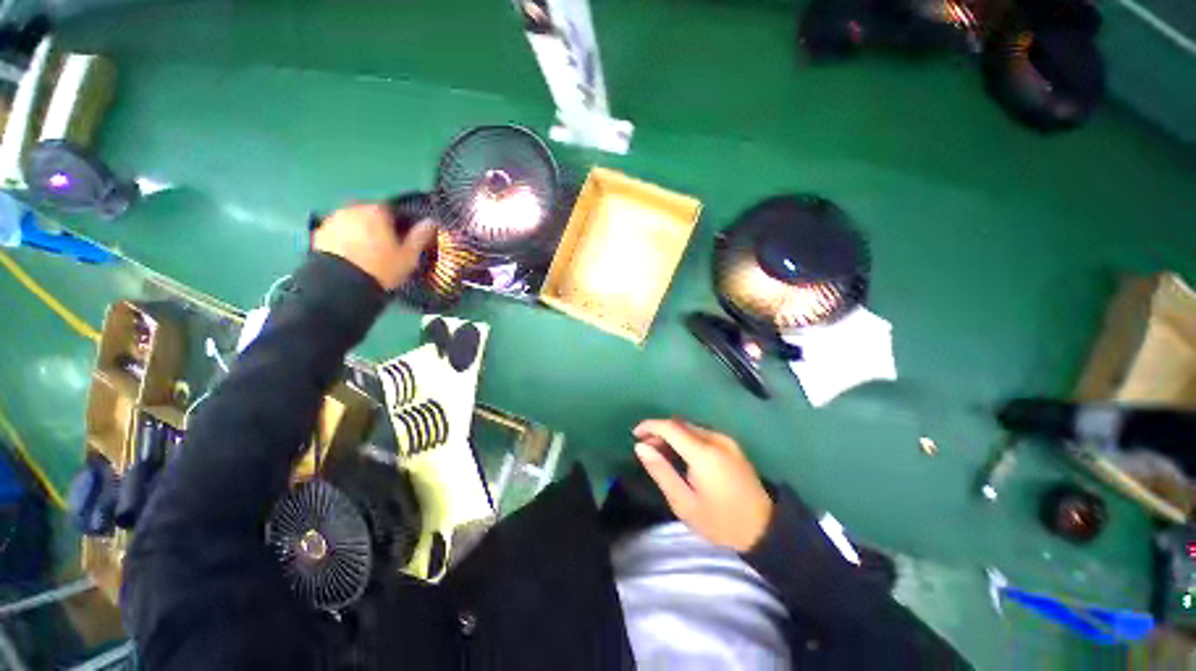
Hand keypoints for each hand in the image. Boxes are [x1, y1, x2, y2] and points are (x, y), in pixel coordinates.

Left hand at [311, 202, 436, 289]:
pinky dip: (344, 240)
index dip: (400, 224)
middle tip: (385, 247)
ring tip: (367, 253)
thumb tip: (431, 222)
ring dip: (360, 232)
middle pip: (370, 214)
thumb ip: (420, 236)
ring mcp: (333, 220)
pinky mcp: (318, 233)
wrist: (340, 284)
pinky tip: (351, 256)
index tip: (403, 239)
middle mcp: (353, 209)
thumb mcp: (408, 256)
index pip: (393, 210)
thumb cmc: (382, 268)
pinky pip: (337, 233)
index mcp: (377, 211)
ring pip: (353, 222)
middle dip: (378, 226)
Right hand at [633, 419, 773, 552]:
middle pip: (680, 424)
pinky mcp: (732, 445)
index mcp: (704, 453)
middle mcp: (716, 439)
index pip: (671, 427)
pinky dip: (686, 438)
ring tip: (661, 452)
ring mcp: (726, 440)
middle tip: (646, 448)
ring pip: (691, 427)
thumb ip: (661, 471)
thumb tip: (640, 447)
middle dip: (660, 431)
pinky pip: (702, 433)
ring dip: (672, 434)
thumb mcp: (684, 503)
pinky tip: (681, 454)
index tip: (634, 434)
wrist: (765, 530)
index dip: (650, 426)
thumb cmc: (720, 522)